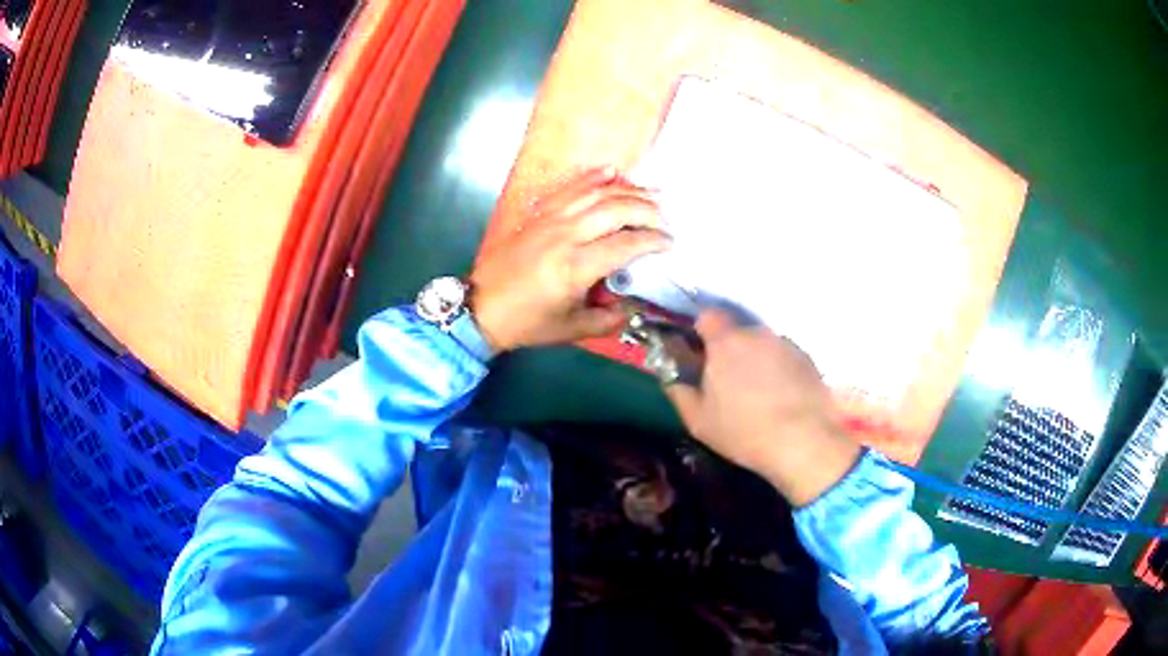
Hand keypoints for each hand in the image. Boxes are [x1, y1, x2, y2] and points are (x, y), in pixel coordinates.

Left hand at [470, 167, 670, 350]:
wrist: (481, 307)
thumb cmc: (527, 322)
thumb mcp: (572, 330)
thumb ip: (608, 319)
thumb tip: (633, 305)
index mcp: (576, 267)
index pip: (626, 244)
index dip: (653, 240)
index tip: (670, 242)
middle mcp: (566, 235)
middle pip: (615, 209)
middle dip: (647, 210)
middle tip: (665, 217)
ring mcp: (550, 219)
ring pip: (596, 194)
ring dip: (628, 190)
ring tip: (652, 191)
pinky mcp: (539, 213)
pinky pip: (570, 188)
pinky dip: (593, 177)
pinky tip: (612, 171)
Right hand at [665, 310, 860, 506]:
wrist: (804, 441)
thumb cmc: (743, 431)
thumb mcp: (699, 421)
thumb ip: (680, 393)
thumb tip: (671, 379)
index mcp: (725, 343)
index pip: (708, 316)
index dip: (702, 330)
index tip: (701, 352)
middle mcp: (757, 334)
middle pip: (738, 332)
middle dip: (732, 350)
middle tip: (730, 381)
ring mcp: (786, 345)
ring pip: (764, 345)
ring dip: (758, 361)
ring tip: (761, 394)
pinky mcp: (809, 360)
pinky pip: (786, 358)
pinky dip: (781, 371)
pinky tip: (783, 399)